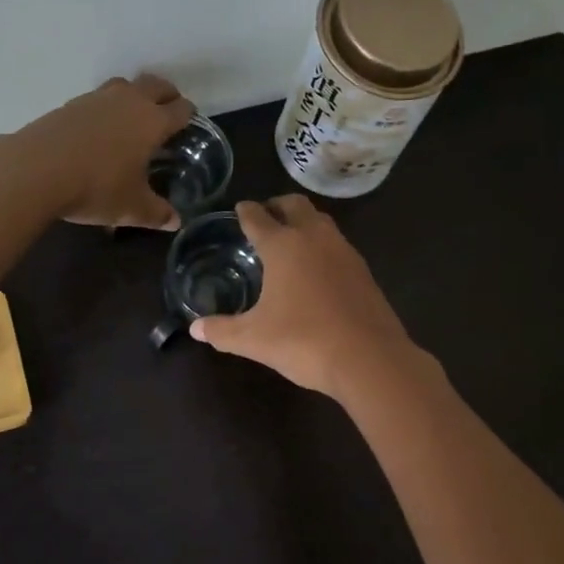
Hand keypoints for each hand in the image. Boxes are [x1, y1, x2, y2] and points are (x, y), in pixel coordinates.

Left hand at [4, 74, 194, 229]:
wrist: (36, 170)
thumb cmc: (96, 187)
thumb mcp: (131, 208)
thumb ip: (157, 213)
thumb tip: (175, 222)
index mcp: (152, 121)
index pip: (180, 109)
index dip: (188, 115)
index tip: (188, 124)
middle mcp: (128, 101)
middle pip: (156, 85)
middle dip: (166, 95)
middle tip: (167, 111)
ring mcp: (96, 99)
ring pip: (124, 85)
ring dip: (134, 95)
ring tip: (132, 117)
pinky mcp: (69, 104)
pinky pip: (97, 98)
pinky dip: (105, 108)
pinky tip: (98, 130)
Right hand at [190, 195, 424, 397]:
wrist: (369, 359)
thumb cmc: (303, 341)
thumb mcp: (254, 339)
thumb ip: (222, 330)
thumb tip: (195, 329)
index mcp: (283, 245)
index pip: (258, 217)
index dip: (246, 211)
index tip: (240, 208)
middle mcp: (314, 238)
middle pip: (295, 205)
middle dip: (277, 205)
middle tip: (265, 215)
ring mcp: (344, 251)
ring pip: (321, 221)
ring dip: (304, 221)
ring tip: (290, 239)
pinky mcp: (363, 270)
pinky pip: (337, 244)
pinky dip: (322, 245)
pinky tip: (317, 268)